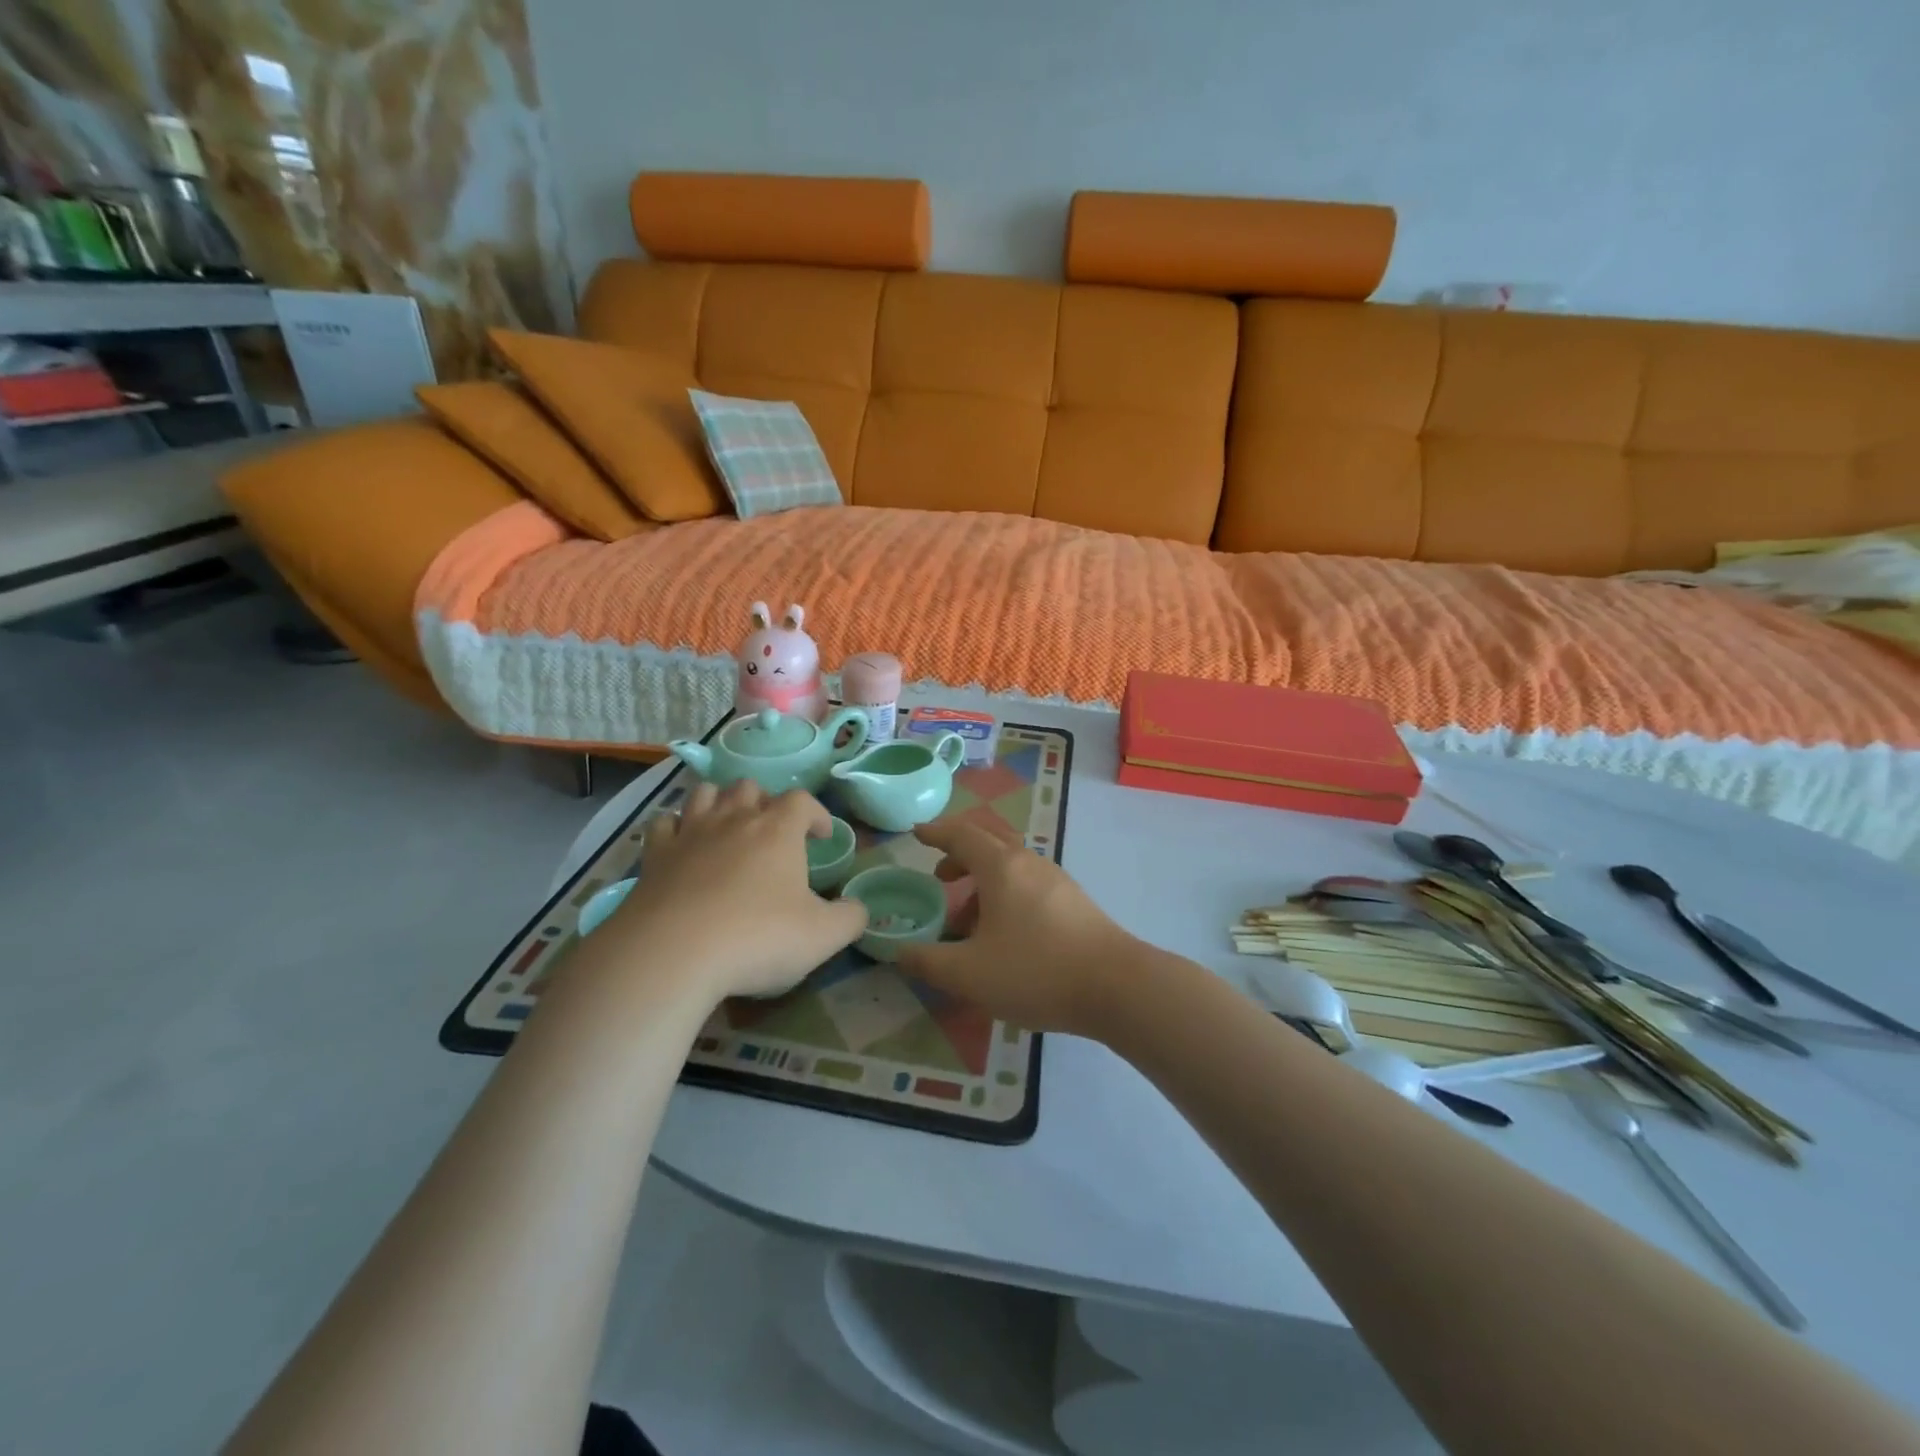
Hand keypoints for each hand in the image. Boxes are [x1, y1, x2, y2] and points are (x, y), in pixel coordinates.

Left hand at [605, 780, 866, 1000]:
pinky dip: (676, 827)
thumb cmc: (757, 938)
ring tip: (729, 827)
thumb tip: (859, 908)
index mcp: (778, 831)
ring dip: (721, 803)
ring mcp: (690, 832)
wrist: (672, 954)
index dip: (816, 814)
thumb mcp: (822, 936)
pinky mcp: (654, 855)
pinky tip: (682, 845)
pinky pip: (664, 823)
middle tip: (772, 833)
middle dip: (765, 803)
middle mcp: (735, 819)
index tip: (821, 836)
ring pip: (706, 793)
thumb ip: (850, 918)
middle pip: (751, 787)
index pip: (802, 801)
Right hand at [896, 816, 1133, 1035]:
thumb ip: (927, 961)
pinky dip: (1005, 896)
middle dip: (959, 854)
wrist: (1116, 986)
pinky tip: (1003, 936)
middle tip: (939, 876)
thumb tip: (899, 952)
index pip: (960, 835)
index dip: (935, 832)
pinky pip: (1028, 885)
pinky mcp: (1073, 902)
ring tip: (966, 923)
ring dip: (982, 882)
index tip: (916, 832)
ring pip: (1010, 866)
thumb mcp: (969, 973)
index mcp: (1000, 866)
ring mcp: (1055, 880)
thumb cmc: (1036, 971)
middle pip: (988, 841)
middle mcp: (1028, 862)